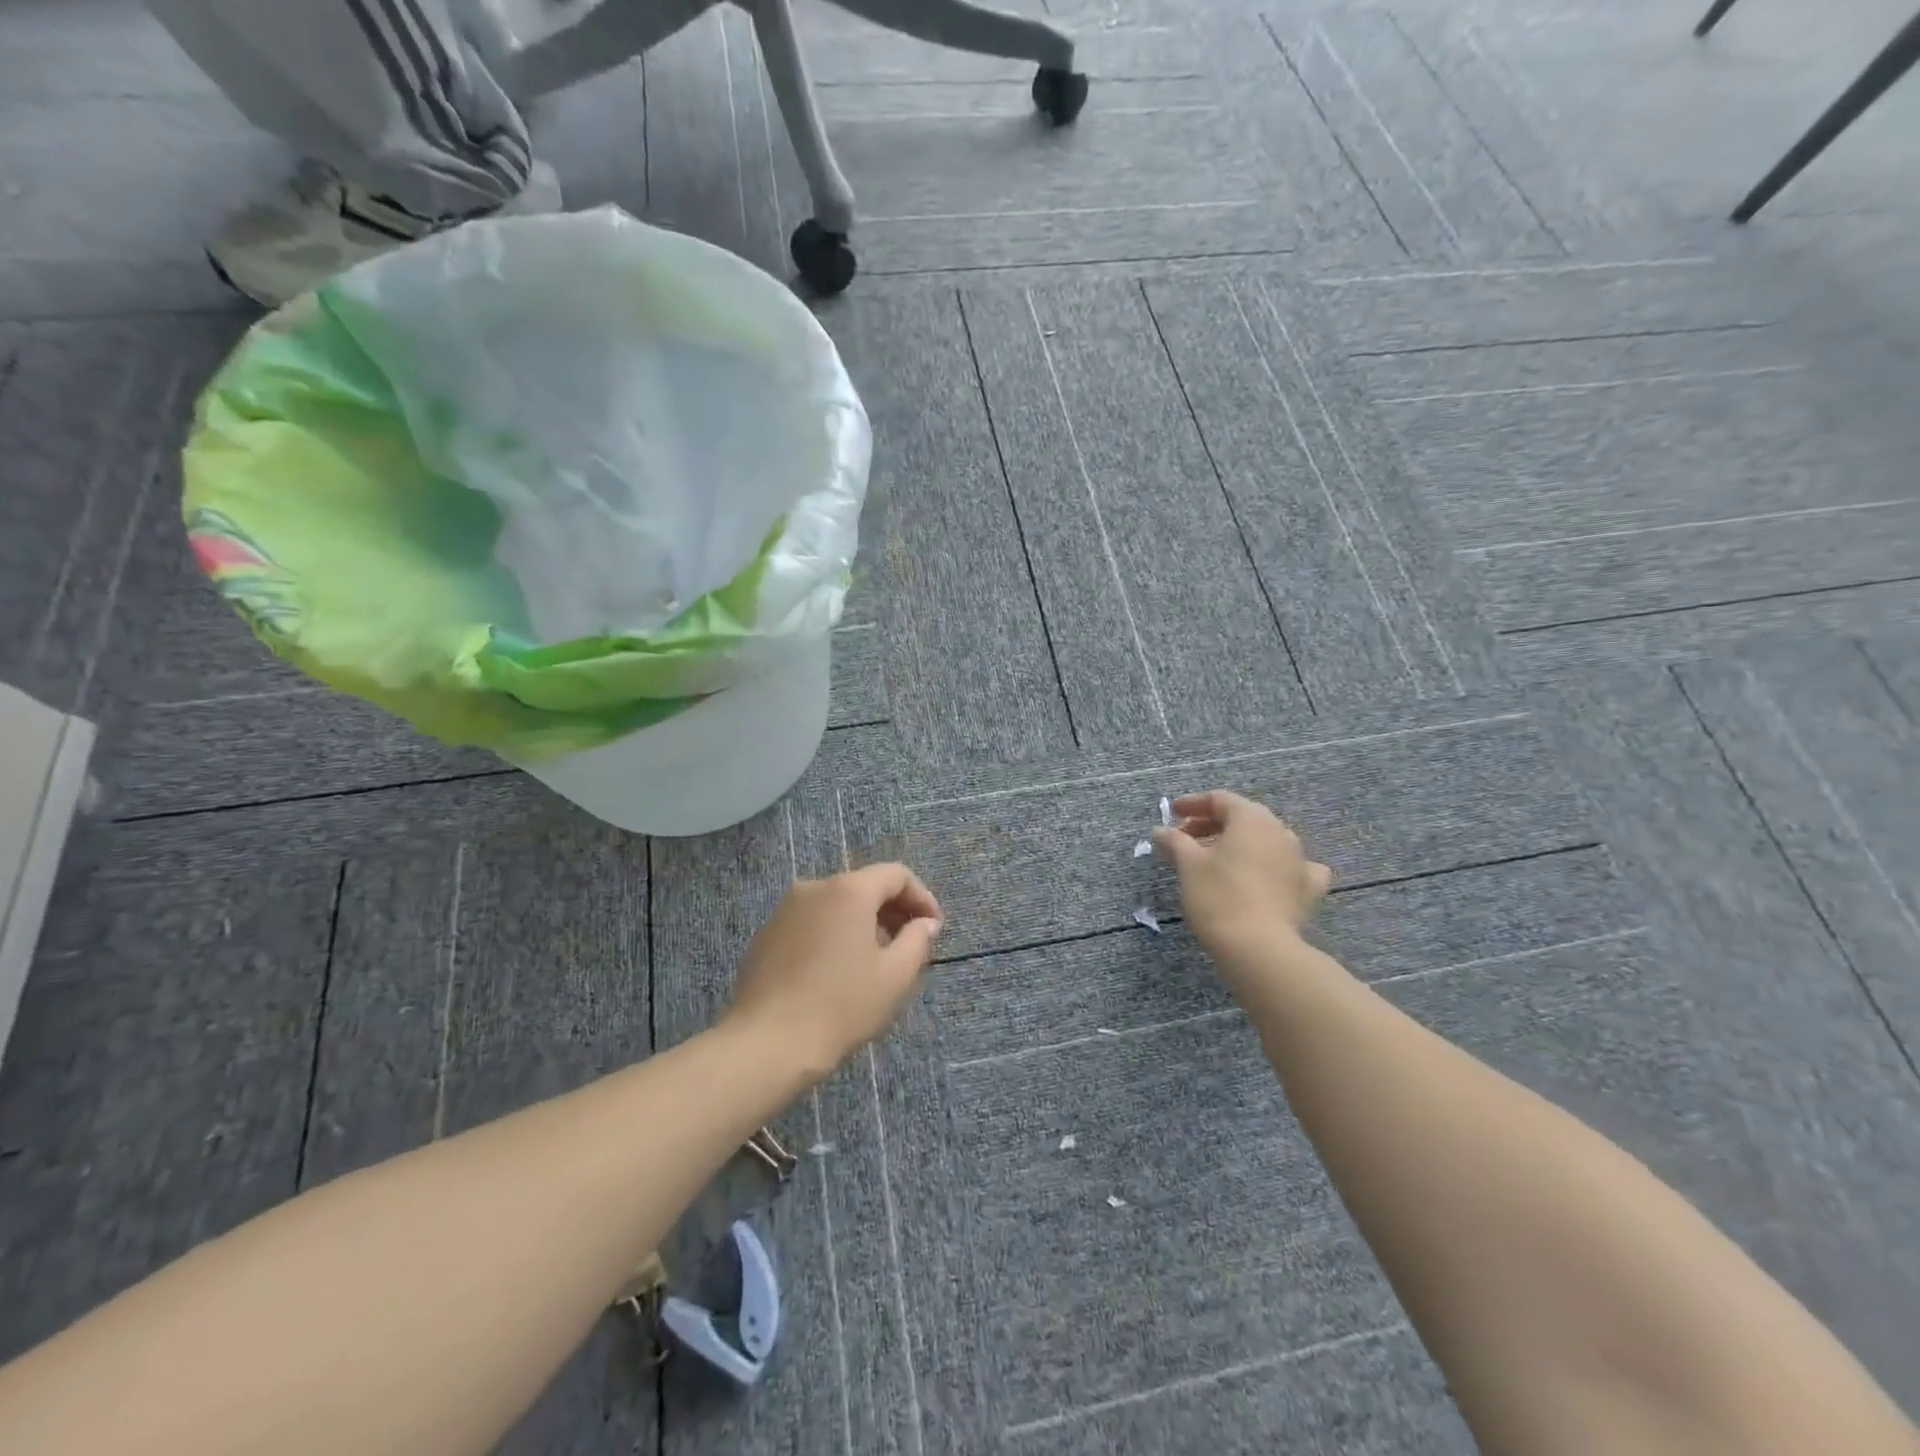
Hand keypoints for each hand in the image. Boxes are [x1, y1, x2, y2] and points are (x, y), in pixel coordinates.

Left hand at [724, 863, 943, 1084]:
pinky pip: (812, 922)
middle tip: (911, 944)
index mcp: (848, 890)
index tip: (934, 929)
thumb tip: (925, 923)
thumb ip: (918, 940)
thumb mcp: (895, 976)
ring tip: (878, 959)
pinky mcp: (767, 934)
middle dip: (894, 910)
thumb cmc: (841, 1006)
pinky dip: (834, 934)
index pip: (896, 875)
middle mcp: (814, 887)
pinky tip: (839, 970)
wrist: (766, 1044)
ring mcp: (785, 910)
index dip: (922, 897)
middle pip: (865, 885)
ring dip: (864, 922)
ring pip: (837, 904)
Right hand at [1153, 791, 1331, 963]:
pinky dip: (1276, 867)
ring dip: (1240, 844)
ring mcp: (1299, 859)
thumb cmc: (1218, 896)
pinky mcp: (1308, 889)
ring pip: (1266, 841)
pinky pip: (1292, 868)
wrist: (1259, 947)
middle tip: (1186, 839)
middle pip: (1243, 817)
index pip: (1220, 799)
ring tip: (1217, 860)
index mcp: (1251, 818)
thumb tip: (1161, 831)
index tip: (1172, 815)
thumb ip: (1174, 841)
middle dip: (1213, 824)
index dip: (1193, 804)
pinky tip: (1269, 877)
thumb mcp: (1188, 865)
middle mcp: (1280, 831)